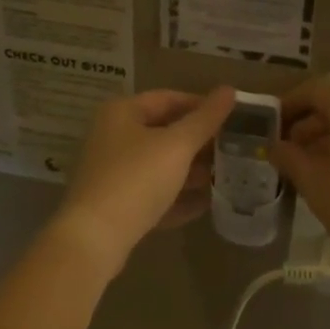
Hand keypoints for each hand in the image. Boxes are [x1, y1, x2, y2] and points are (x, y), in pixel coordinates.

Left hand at [50, 87, 237, 272]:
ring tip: (225, 176)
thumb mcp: (177, 145)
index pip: (169, 98)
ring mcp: (113, 172)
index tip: (233, 117)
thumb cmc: (137, 179)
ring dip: (191, 170)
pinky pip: (153, 193)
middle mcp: (113, 137)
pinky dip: (177, 196)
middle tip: (234, 148)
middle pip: (164, 132)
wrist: (95, 238)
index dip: (202, 105)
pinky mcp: (117, 204)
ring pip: (159, 165)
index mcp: (122, 113)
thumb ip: (205, 119)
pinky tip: (206, 204)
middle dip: (199, 142)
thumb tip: (229, 89)